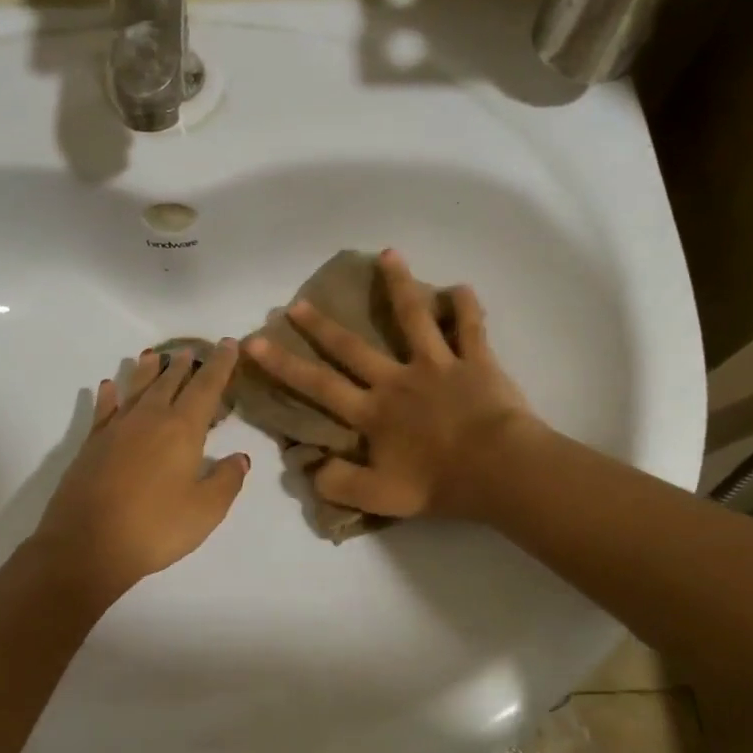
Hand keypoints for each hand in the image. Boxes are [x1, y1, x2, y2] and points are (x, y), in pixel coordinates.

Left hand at [31, 341, 249, 603]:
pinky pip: (103, 410)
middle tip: (191, 350)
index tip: (228, 344)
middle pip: (170, 382)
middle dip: (184, 365)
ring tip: (153, 355)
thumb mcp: (206, 511)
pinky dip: (108, 395)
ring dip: (147, 371)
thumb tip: (240, 457)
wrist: (87, 545)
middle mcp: (149, 419)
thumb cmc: (155, 527)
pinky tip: (107, 386)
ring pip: (136, 389)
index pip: (206, 387)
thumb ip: (226, 480)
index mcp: (182, 429)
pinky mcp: (91, 445)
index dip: (220, 365)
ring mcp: (116, 429)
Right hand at [243, 249, 535, 521]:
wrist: (498, 469)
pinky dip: (466, 307)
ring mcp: (437, 365)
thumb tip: (311, 470)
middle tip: (298, 303)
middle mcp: (397, 380)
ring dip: (399, 285)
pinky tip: (460, 286)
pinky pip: (471, 327)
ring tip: (388, 255)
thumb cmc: (439, 484)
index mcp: (373, 412)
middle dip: (321, 326)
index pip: (318, 386)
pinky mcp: (475, 361)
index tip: (255, 341)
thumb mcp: (380, 498)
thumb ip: (340, 484)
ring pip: (413, 317)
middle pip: (352, 347)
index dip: (283, 364)